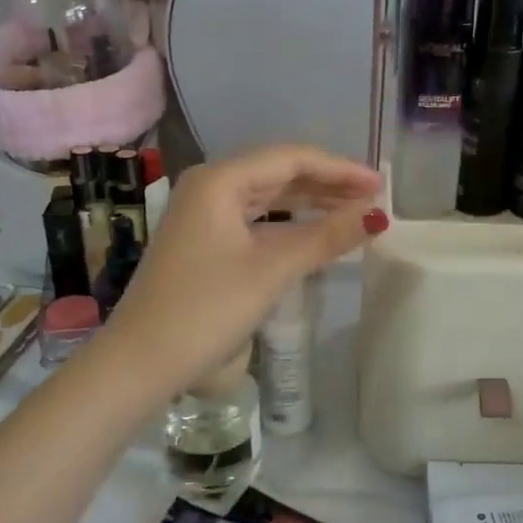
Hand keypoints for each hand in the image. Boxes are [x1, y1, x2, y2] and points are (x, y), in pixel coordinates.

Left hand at [96, 143, 384, 404]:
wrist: (143, 362)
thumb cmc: (207, 309)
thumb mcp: (272, 269)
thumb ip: (326, 237)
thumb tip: (377, 216)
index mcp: (219, 180)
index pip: (291, 159)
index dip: (340, 169)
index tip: (380, 185)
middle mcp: (211, 187)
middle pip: (280, 173)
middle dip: (328, 184)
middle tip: (374, 198)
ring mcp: (206, 215)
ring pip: (270, 197)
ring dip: (312, 203)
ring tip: (355, 211)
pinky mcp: (207, 242)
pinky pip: (259, 220)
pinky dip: (292, 224)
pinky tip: (318, 232)